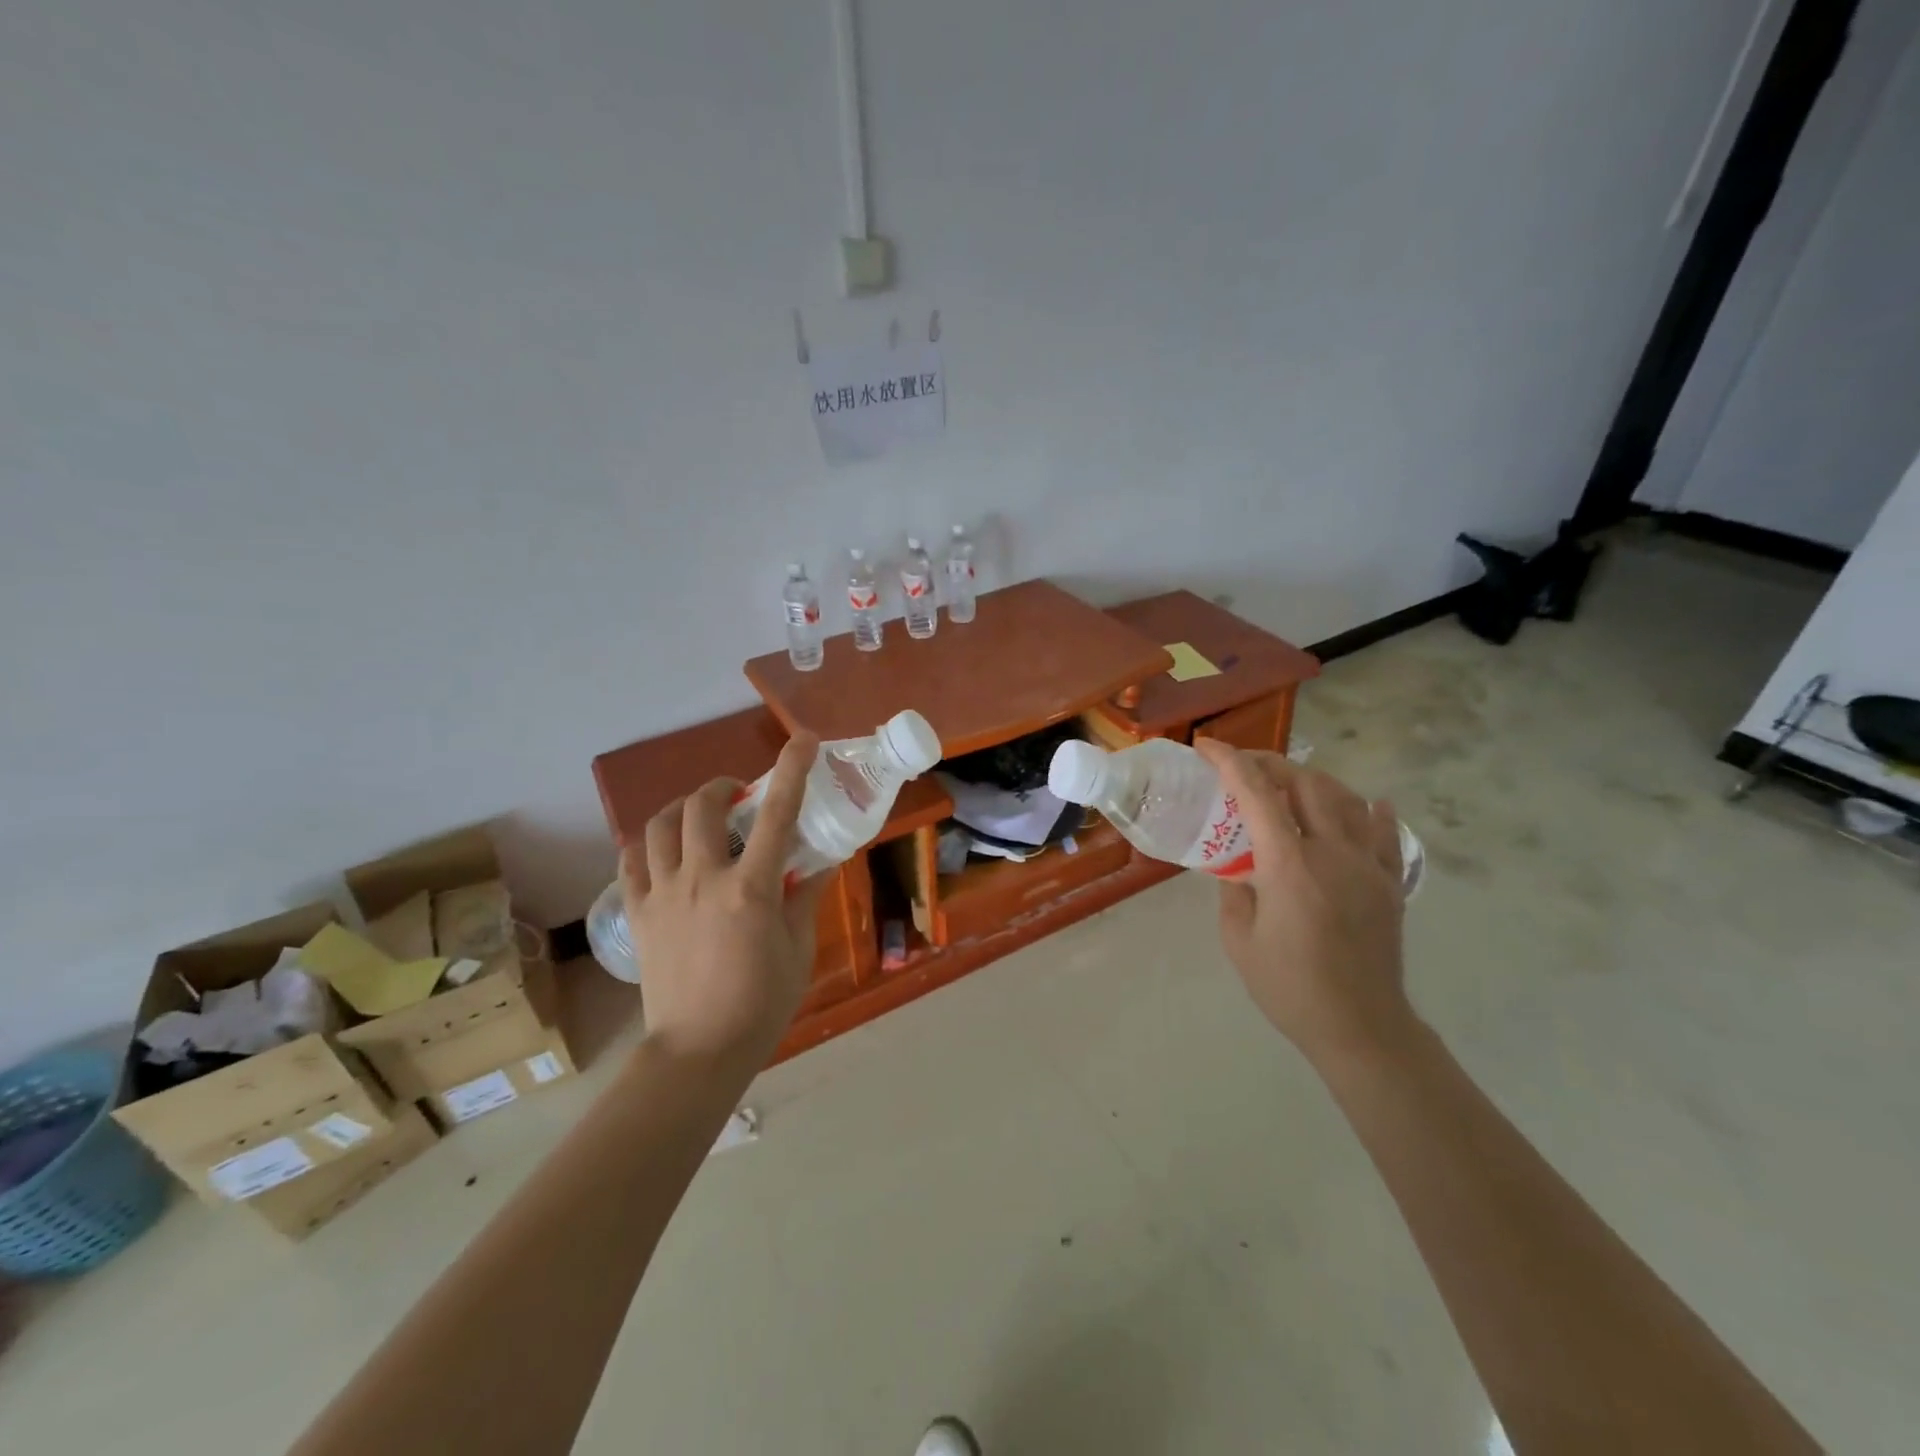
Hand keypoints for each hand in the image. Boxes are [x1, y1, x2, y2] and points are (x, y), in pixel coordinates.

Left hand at [620, 734, 829, 1067]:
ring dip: (683, 809)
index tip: (803, 740)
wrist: (698, 1052)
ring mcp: (664, 894)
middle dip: (722, 786)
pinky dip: (648, 843)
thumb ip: (807, 897)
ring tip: (700, 817)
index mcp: (751, 889)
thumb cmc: (761, 1004)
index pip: (777, 814)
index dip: (792, 770)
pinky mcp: (640, 913)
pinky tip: (665, 850)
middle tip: (739, 795)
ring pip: (660, 825)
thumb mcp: (798, 949)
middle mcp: (703, 879)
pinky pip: (632, 861)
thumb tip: (821, 861)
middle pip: (703, 806)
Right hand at [1193, 739, 1413, 1069]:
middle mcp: (1332, 852)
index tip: (1206, 747)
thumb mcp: (1238, 939)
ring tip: (1290, 784)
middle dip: (1270, 763)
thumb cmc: (1288, 986)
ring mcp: (1368, 865)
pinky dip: (1372, 812)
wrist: (1360, 1026)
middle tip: (1243, 766)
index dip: (1229, 762)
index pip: (1256, 794)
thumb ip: (1234, 891)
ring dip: (1313, 781)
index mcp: (1289, 864)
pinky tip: (1368, 804)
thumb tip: (1239, 867)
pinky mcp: (1390, 883)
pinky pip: (1386, 834)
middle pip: (1305, 783)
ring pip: (1346, 798)